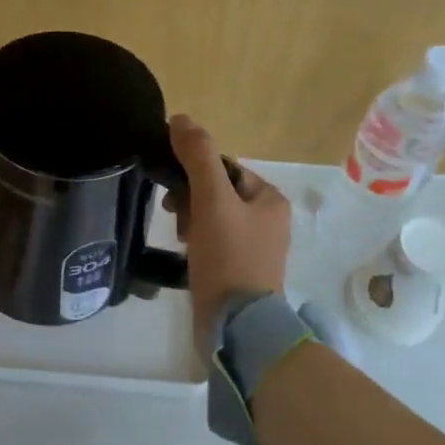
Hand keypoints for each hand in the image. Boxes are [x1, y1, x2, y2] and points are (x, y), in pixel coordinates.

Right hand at [166, 114, 291, 352]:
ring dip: (190, 222)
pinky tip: (185, 255)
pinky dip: (196, 243)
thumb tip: (179, 118)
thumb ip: (198, 157)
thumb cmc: (228, 258)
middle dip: (191, 201)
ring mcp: (255, 249)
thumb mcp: (212, 201)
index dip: (194, 175)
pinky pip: (213, 243)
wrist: (236, 326)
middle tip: (176, 220)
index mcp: (270, 200)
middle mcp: (268, 221)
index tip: (174, 195)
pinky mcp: (240, 272)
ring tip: (180, 241)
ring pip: (211, 218)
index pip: (224, 168)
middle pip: (217, 192)